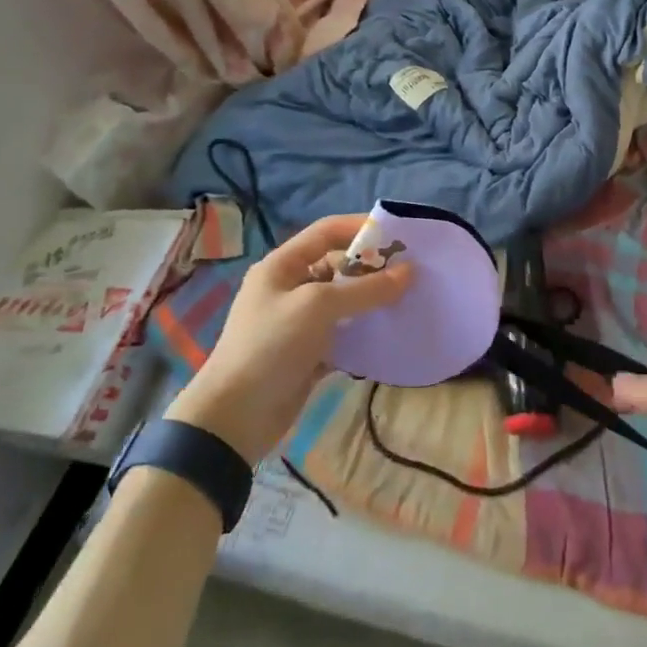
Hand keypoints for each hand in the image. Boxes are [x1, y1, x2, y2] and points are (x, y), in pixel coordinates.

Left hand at [165, 215, 410, 463]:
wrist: (234, 418)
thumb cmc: (271, 346)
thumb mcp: (318, 307)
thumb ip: (365, 289)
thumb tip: (409, 271)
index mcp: (282, 266)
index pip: (326, 232)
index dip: (360, 228)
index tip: (398, 235)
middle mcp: (290, 288)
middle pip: (338, 266)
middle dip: (372, 268)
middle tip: (412, 274)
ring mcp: (299, 322)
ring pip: (344, 301)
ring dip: (372, 301)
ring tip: (409, 301)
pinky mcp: (309, 353)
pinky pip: (343, 333)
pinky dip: (364, 332)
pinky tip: (390, 334)